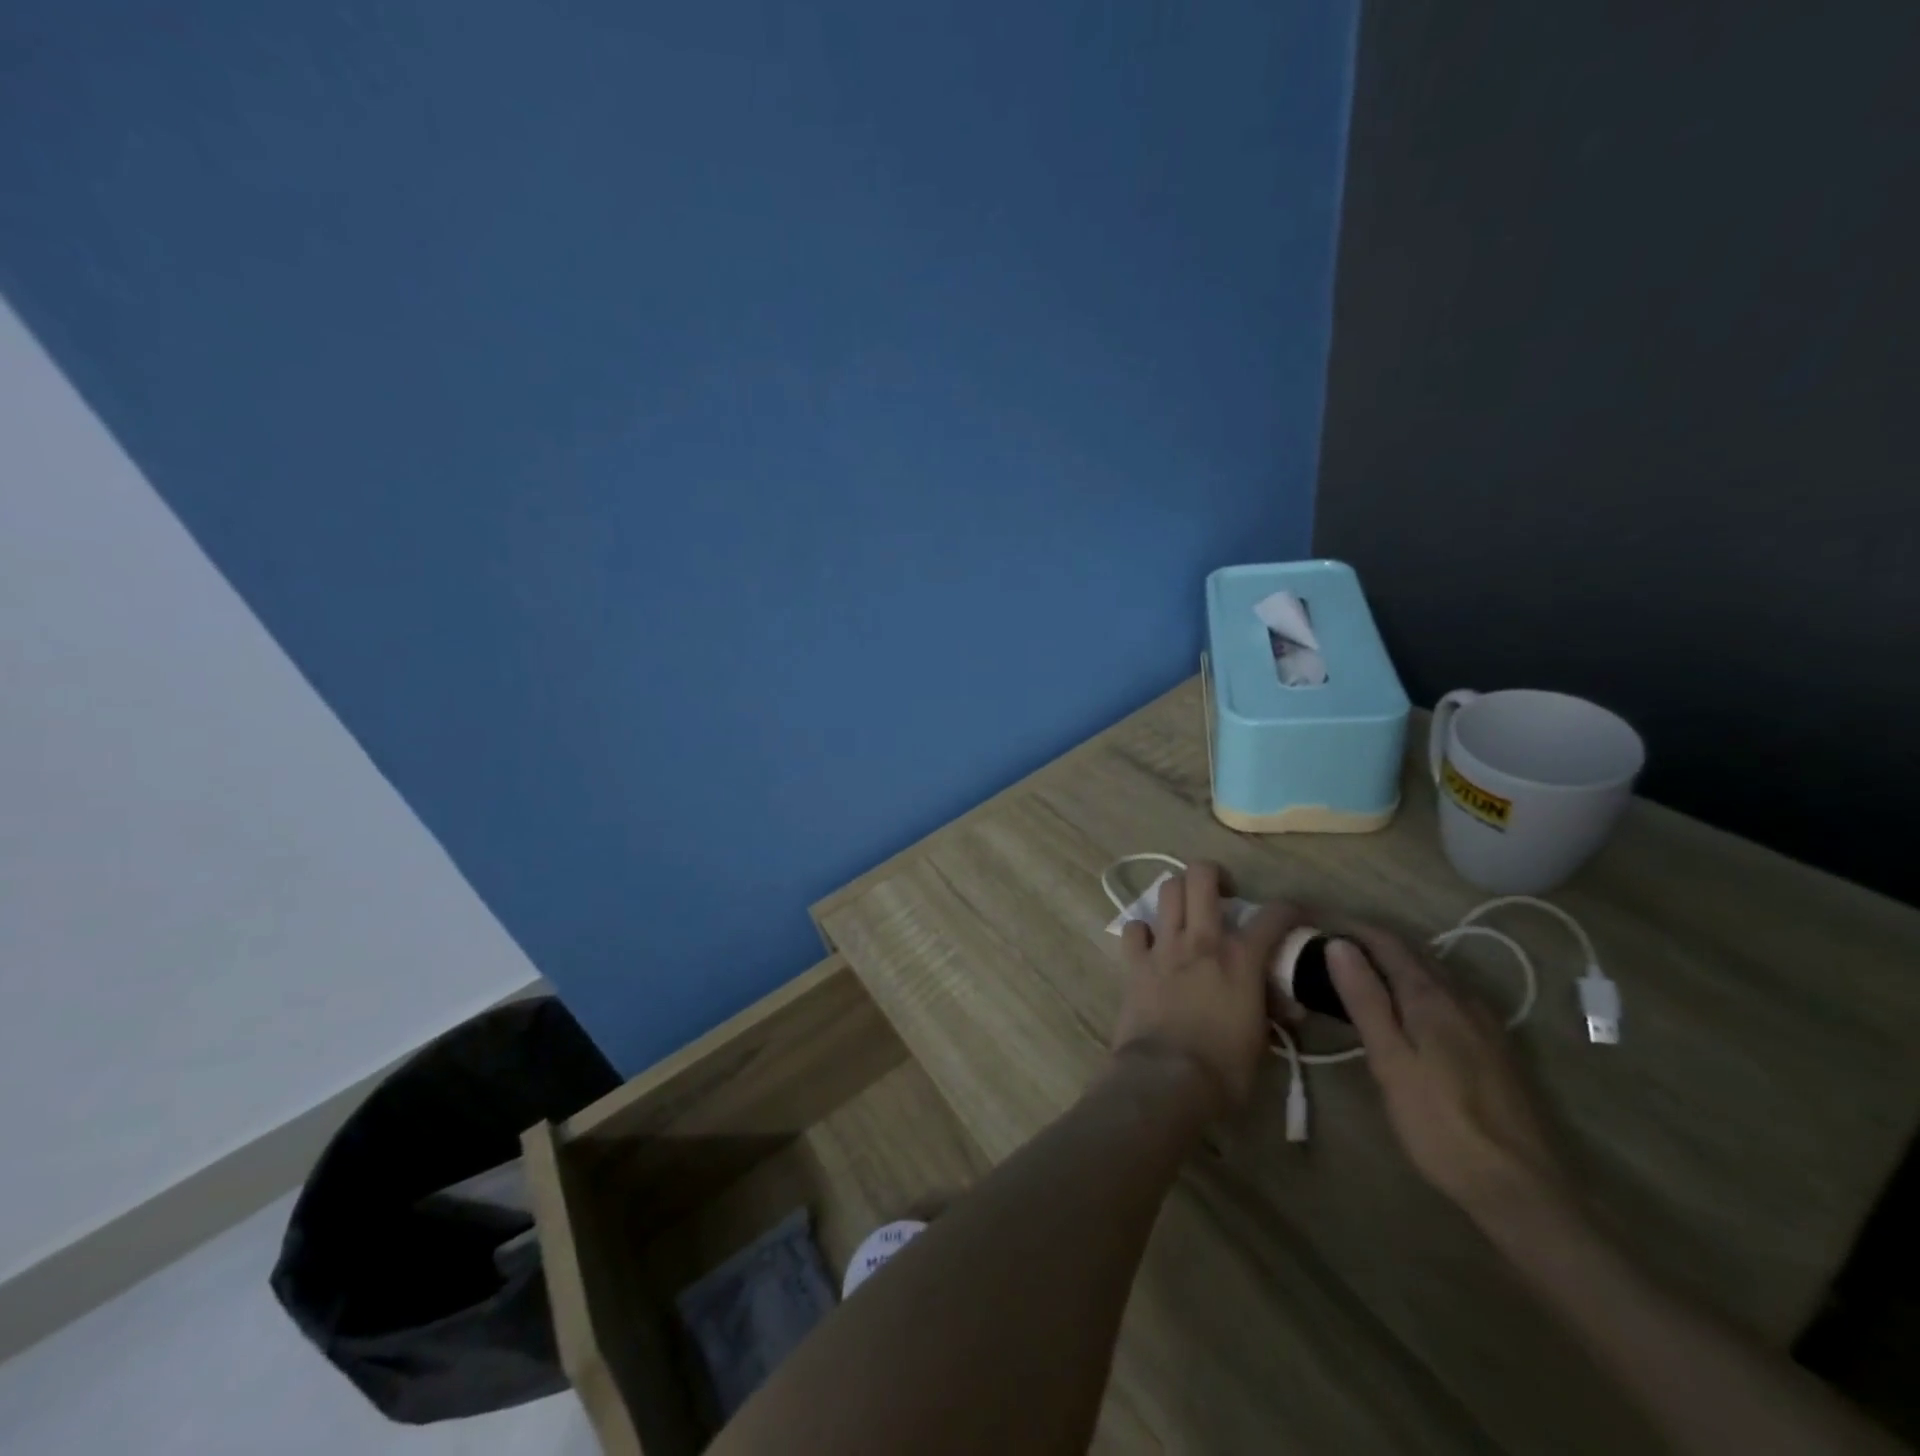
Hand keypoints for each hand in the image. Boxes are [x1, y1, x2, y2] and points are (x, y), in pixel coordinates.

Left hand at [1113, 862, 1304, 1115]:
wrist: (1166, 1079)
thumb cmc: (1224, 1070)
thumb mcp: (1262, 1043)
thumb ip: (1271, 1012)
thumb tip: (1284, 1006)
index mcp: (1241, 959)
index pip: (1274, 915)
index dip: (1289, 909)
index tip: (1294, 915)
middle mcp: (1202, 940)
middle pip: (1202, 876)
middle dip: (1215, 875)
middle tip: (1223, 895)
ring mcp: (1164, 946)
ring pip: (1167, 890)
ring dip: (1179, 894)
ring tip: (1187, 911)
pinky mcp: (1135, 961)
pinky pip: (1134, 928)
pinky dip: (1143, 931)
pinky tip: (1152, 944)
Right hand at [1328, 927, 1568, 1219]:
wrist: (1519, 1188)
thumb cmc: (1440, 1124)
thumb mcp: (1390, 1061)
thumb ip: (1365, 1000)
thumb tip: (1339, 944)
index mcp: (1431, 996)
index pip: (1386, 942)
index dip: (1349, 927)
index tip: (1314, 925)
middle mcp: (1461, 997)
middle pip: (1410, 953)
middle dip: (1368, 943)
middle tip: (1325, 950)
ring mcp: (1482, 1022)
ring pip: (1430, 974)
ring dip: (1392, 965)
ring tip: (1354, 976)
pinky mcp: (1493, 1046)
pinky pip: (1446, 997)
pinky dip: (1414, 988)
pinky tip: (1401, 1010)